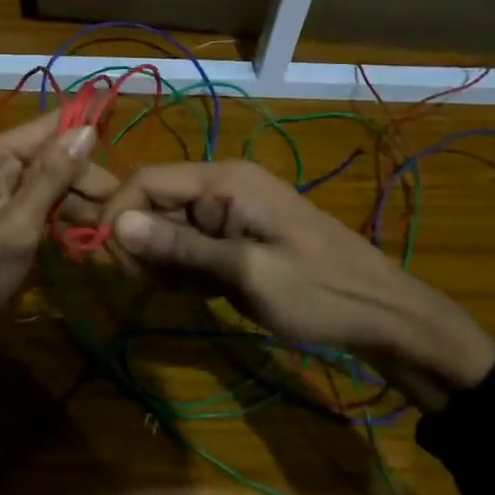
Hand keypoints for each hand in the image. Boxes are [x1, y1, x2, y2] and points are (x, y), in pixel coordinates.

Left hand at [0, 111, 109, 439]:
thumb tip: (85, 129)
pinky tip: (84, 237)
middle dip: (85, 180)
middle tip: (120, 212)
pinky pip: (31, 207)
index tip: (125, 141)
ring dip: (75, 203)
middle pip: (49, 157)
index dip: (86, 130)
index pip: (47, 127)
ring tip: (110, 229)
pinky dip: (55, 219)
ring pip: (44, 185)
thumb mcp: (18, 226)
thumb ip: (52, 177)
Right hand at [100, 160, 494, 412]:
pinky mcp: (238, 232)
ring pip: (169, 227)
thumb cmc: (318, 293)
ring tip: (191, 294)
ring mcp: (232, 209)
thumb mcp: (245, 273)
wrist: (384, 314)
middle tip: (156, 289)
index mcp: (224, 180)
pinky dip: (187, 269)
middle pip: (154, 204)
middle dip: (143, 246)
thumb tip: (116, 223)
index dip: (118, 217)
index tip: (110, 266)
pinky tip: (206, 293)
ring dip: (165, 262)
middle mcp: (223, 184)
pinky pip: (192, 243)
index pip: (145, 180)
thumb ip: (179, 248)